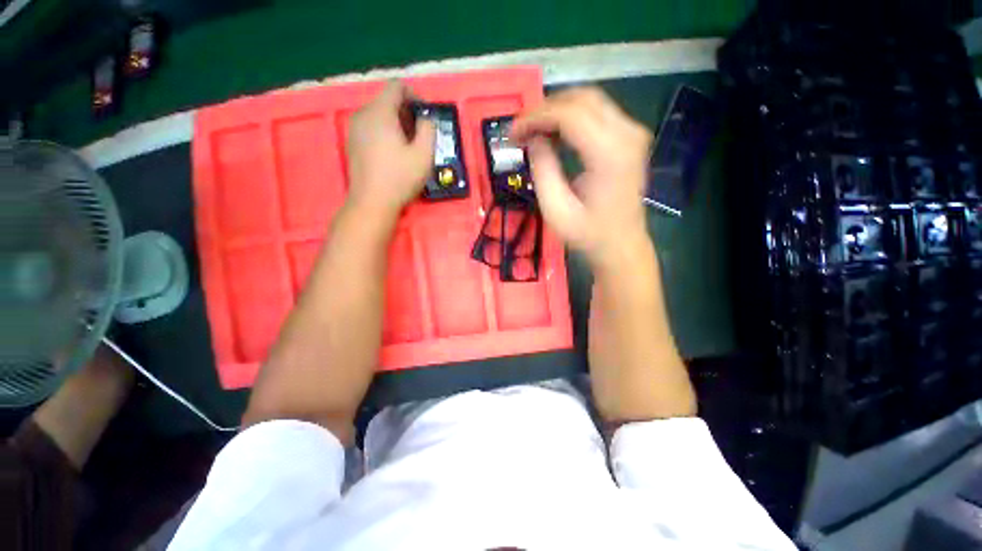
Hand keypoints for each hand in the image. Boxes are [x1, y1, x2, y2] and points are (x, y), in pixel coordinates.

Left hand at [345, 81, 435, 219]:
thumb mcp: (424, 154)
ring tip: (408, 145)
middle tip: (420, 134)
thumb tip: (426, 118)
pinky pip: (370, 127)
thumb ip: (429, 129)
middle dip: (406, 112)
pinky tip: (393, 153)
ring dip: (396, 123)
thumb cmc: (400, 178)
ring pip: (378, 115)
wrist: (372, 202)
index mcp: (380, 112)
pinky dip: (384, 132)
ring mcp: (354, 129)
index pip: (396, 86)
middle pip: (386, 101)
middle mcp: (363, 114)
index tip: (425, 114)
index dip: (414, 95)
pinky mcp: (351, 143)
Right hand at [512, 87, 652, 267]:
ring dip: (557, 111)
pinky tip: (554, 134)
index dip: (535, 117)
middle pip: (581, 99)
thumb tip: (532, 138)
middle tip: (521, 129)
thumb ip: (542, 169)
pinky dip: (571, 118)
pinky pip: (597, 113)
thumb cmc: (588, 234)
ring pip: (590, 101)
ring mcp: (632, 133)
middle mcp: (627, 134)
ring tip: (533, 131)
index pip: (569, 114)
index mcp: (609, 154)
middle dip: (545, 109)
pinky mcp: (630, 138)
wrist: (621, 245)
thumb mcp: (556, 210)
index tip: (513, 133)